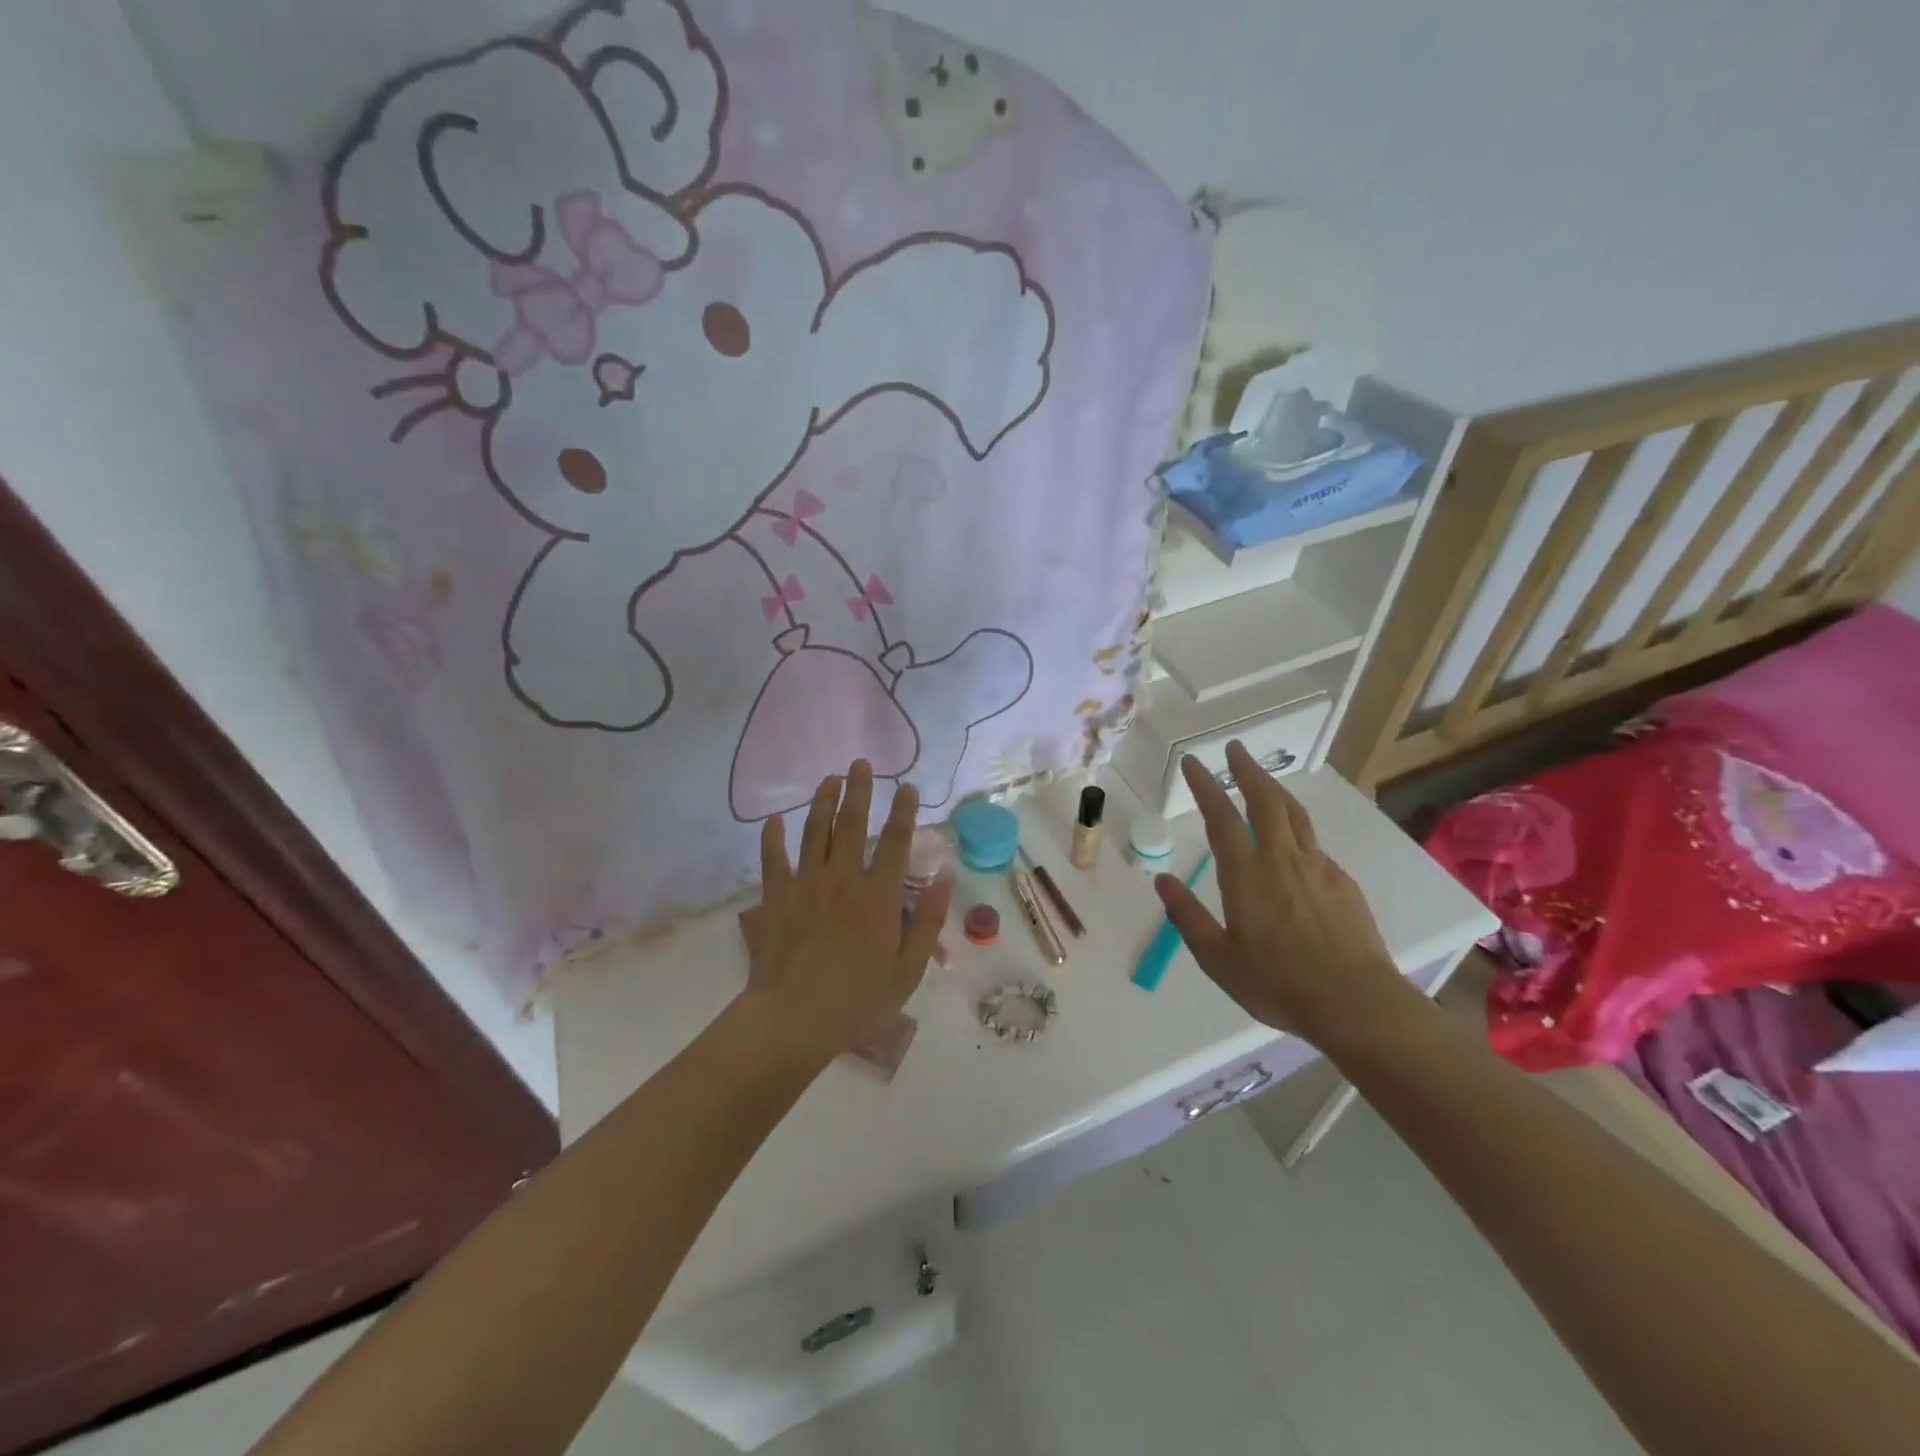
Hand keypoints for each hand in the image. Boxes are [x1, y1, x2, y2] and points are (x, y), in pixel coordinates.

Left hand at [745, 761, 952, 1063]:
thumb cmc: (859, 999)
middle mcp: (843, 879)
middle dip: (859, 790)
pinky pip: (773, 860)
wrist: (795, 1020)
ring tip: (830, 779)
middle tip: (861, 763)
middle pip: (852, 824)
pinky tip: (773, 820)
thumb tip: (945, 876)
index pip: (895, 841)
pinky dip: (772, 838)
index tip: (907, 786)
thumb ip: (929, 920)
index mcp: (879, 896)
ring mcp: (806, 885)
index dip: (903, 810)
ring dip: (822, 802)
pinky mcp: (777, 898)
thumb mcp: (908, 968)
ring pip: (814, 832)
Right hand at [1154, 742, 1426, 1049]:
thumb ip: (1188, 916)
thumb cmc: (1278, 984)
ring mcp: (1317, 868)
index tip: (1192, 762)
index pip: (1221, 817)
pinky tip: (1292, 843)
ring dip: (1274, 789)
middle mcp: (1281, 860)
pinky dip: (1296, 829)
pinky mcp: (1342, 883)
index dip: (1205, 786)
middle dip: (1247, 771)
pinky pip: (1313, 844)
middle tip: (1234, 749)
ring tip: (1262, 778)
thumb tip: (1162, 880)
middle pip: (1265, 801)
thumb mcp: (1218, 959)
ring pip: (1294, 815)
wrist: (1357, 1004)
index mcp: (1247, 876)